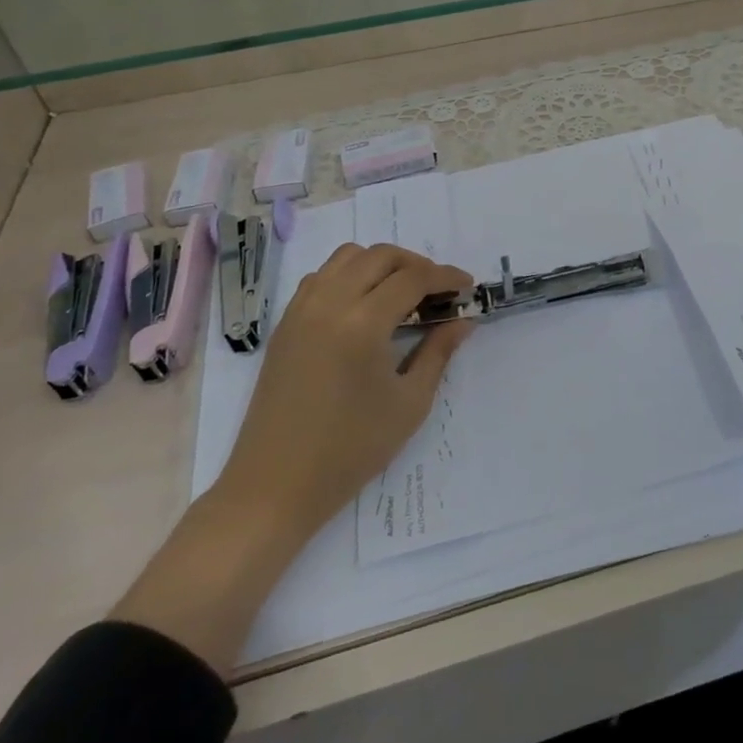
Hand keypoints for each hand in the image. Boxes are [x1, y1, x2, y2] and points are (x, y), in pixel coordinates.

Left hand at [219, 243, 475, 537]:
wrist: (275, 486)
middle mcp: (329, 304)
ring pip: (347, 257)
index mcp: (363, 323)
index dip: (446, 276)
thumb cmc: (350, 450)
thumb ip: (438, 352)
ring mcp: (301, 310)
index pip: (413, 278)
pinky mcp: (285, 324)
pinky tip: (364, 305)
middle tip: (438, 290)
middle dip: (416, 263)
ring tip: (402, 292)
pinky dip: (349, 275)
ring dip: (381, 264)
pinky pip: (321, 277)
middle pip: (380, 256)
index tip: (468, 286)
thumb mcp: (409, 403)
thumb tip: (463, 320)